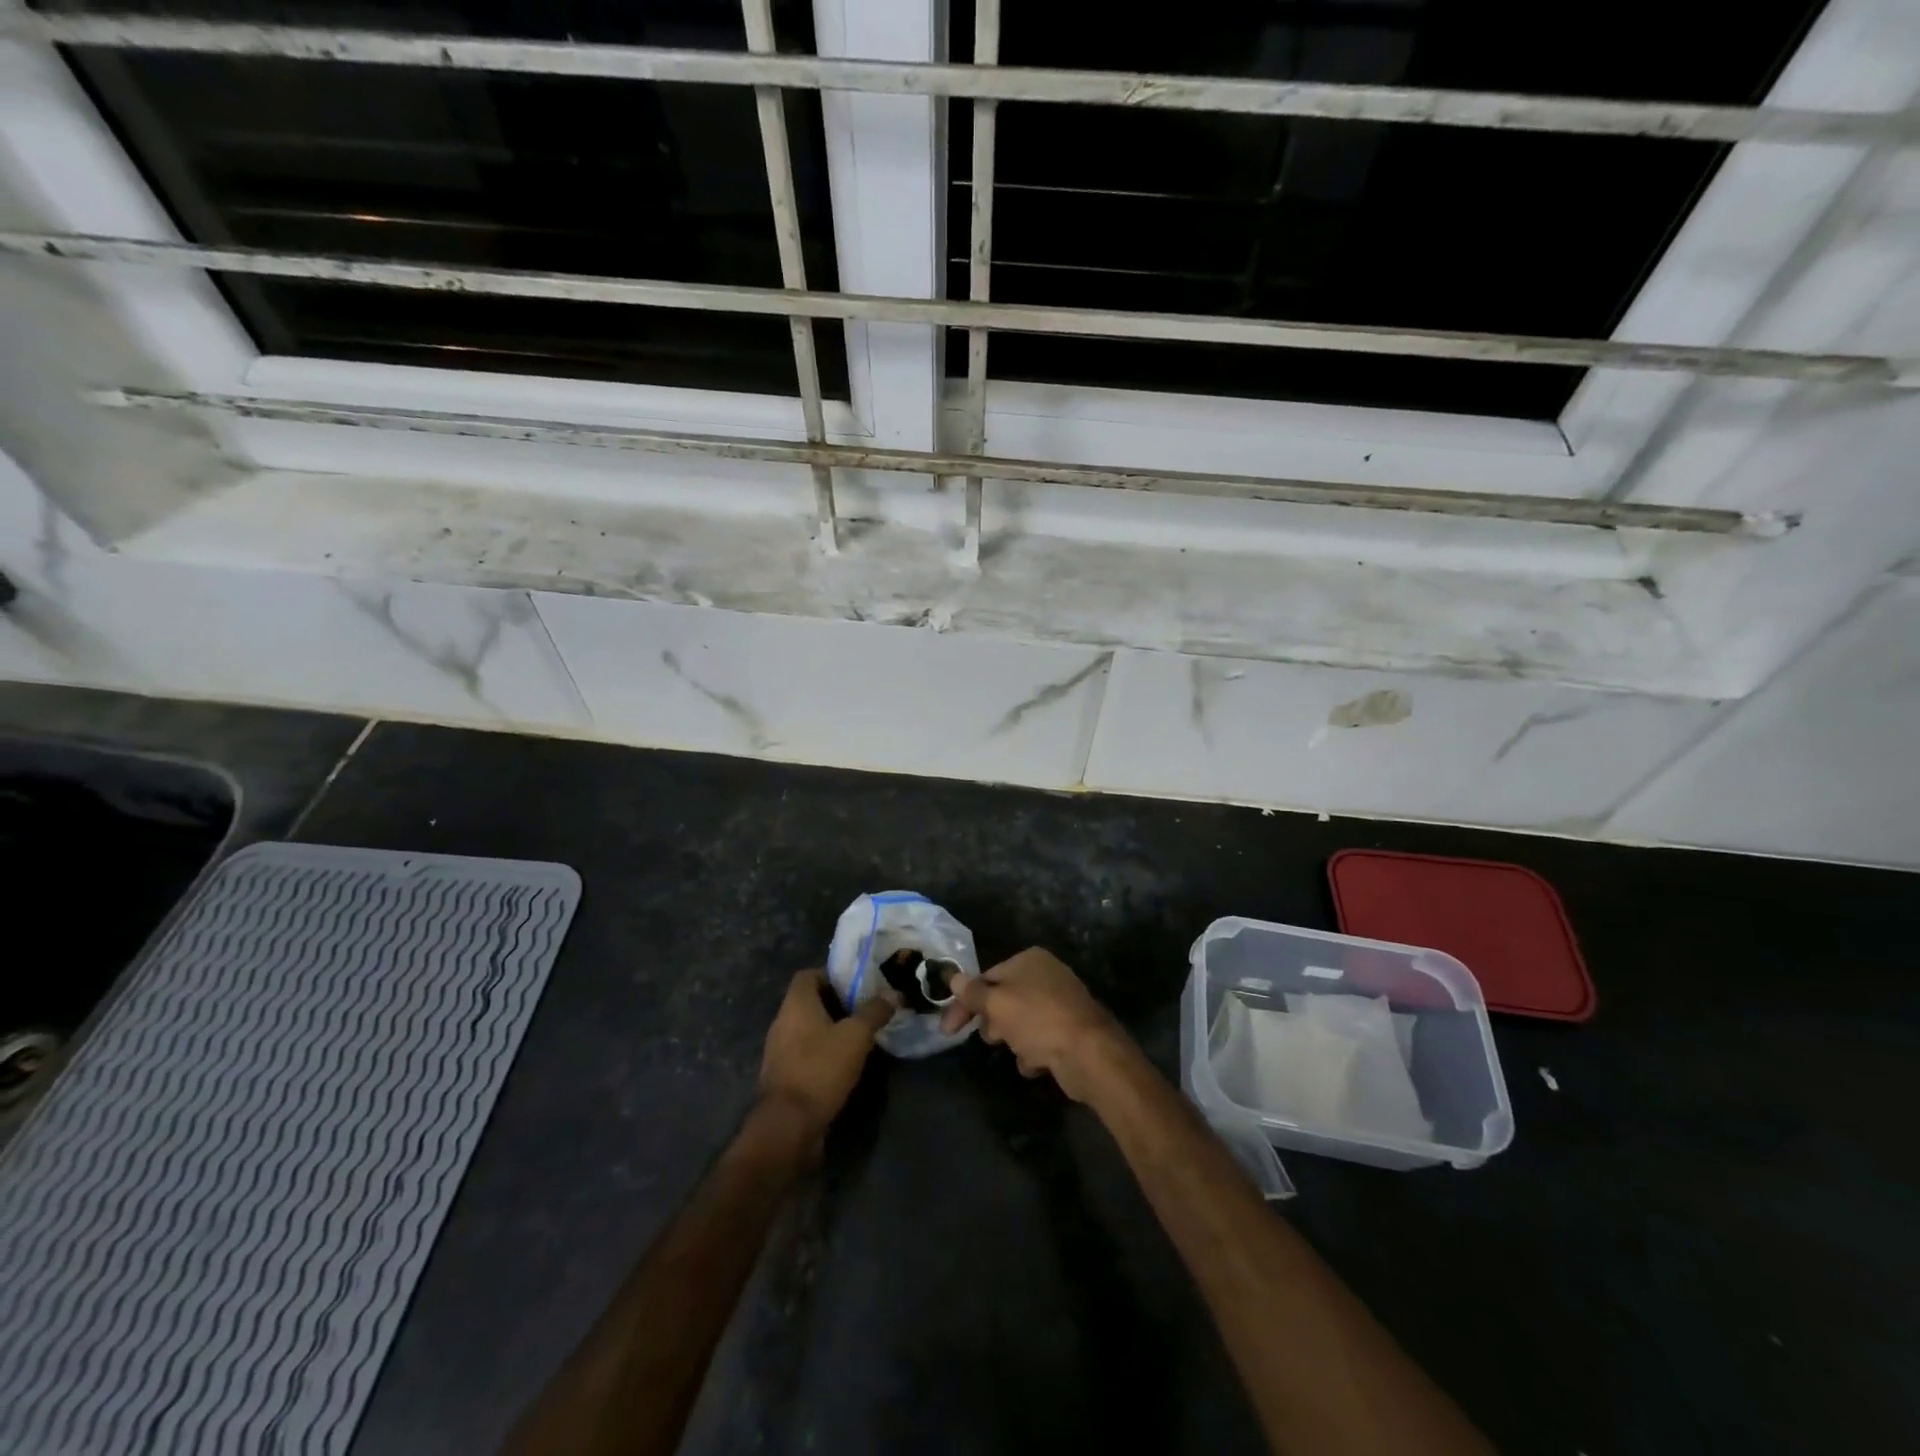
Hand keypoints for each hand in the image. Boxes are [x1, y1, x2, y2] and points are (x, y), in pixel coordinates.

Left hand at [759, 970, 894, 1142]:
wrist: (788, 1125)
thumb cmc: (820, 1068)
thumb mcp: (856, 1036)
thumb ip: (874, 1012)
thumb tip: (893, 992)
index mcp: (796, 1004)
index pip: (808, 975)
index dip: (832, 975)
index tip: (857, 985)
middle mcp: (782, 1022)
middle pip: (809, 1002)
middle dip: (837, 1004)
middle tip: (865, 1009)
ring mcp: (779, 1051)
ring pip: (807, 1029)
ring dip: (830, 1030)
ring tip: (860, 1037)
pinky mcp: (783, 1076)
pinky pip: (805, 1053)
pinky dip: (822, 1053)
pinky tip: (845, 1064)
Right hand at [940, 948, 1130, 1101]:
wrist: (1088, 1053)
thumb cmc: (1037, 1020)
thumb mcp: (997, 1004)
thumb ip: (972, 993)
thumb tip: (952, 977)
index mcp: (1029, 960)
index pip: (986, 978)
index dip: (965, 1004)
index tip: (949, 1030)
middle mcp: (1046, 975)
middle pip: (1004, 999)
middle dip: (994, 1022)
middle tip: (993, 1039)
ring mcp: (1060, 1002)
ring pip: (1020, 1022)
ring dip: (1014, 1040)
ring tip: (1021, 1050)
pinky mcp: (1070, 1029)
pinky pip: (1040, 1039)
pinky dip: (1034, 1051)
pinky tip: (1038, 1062)